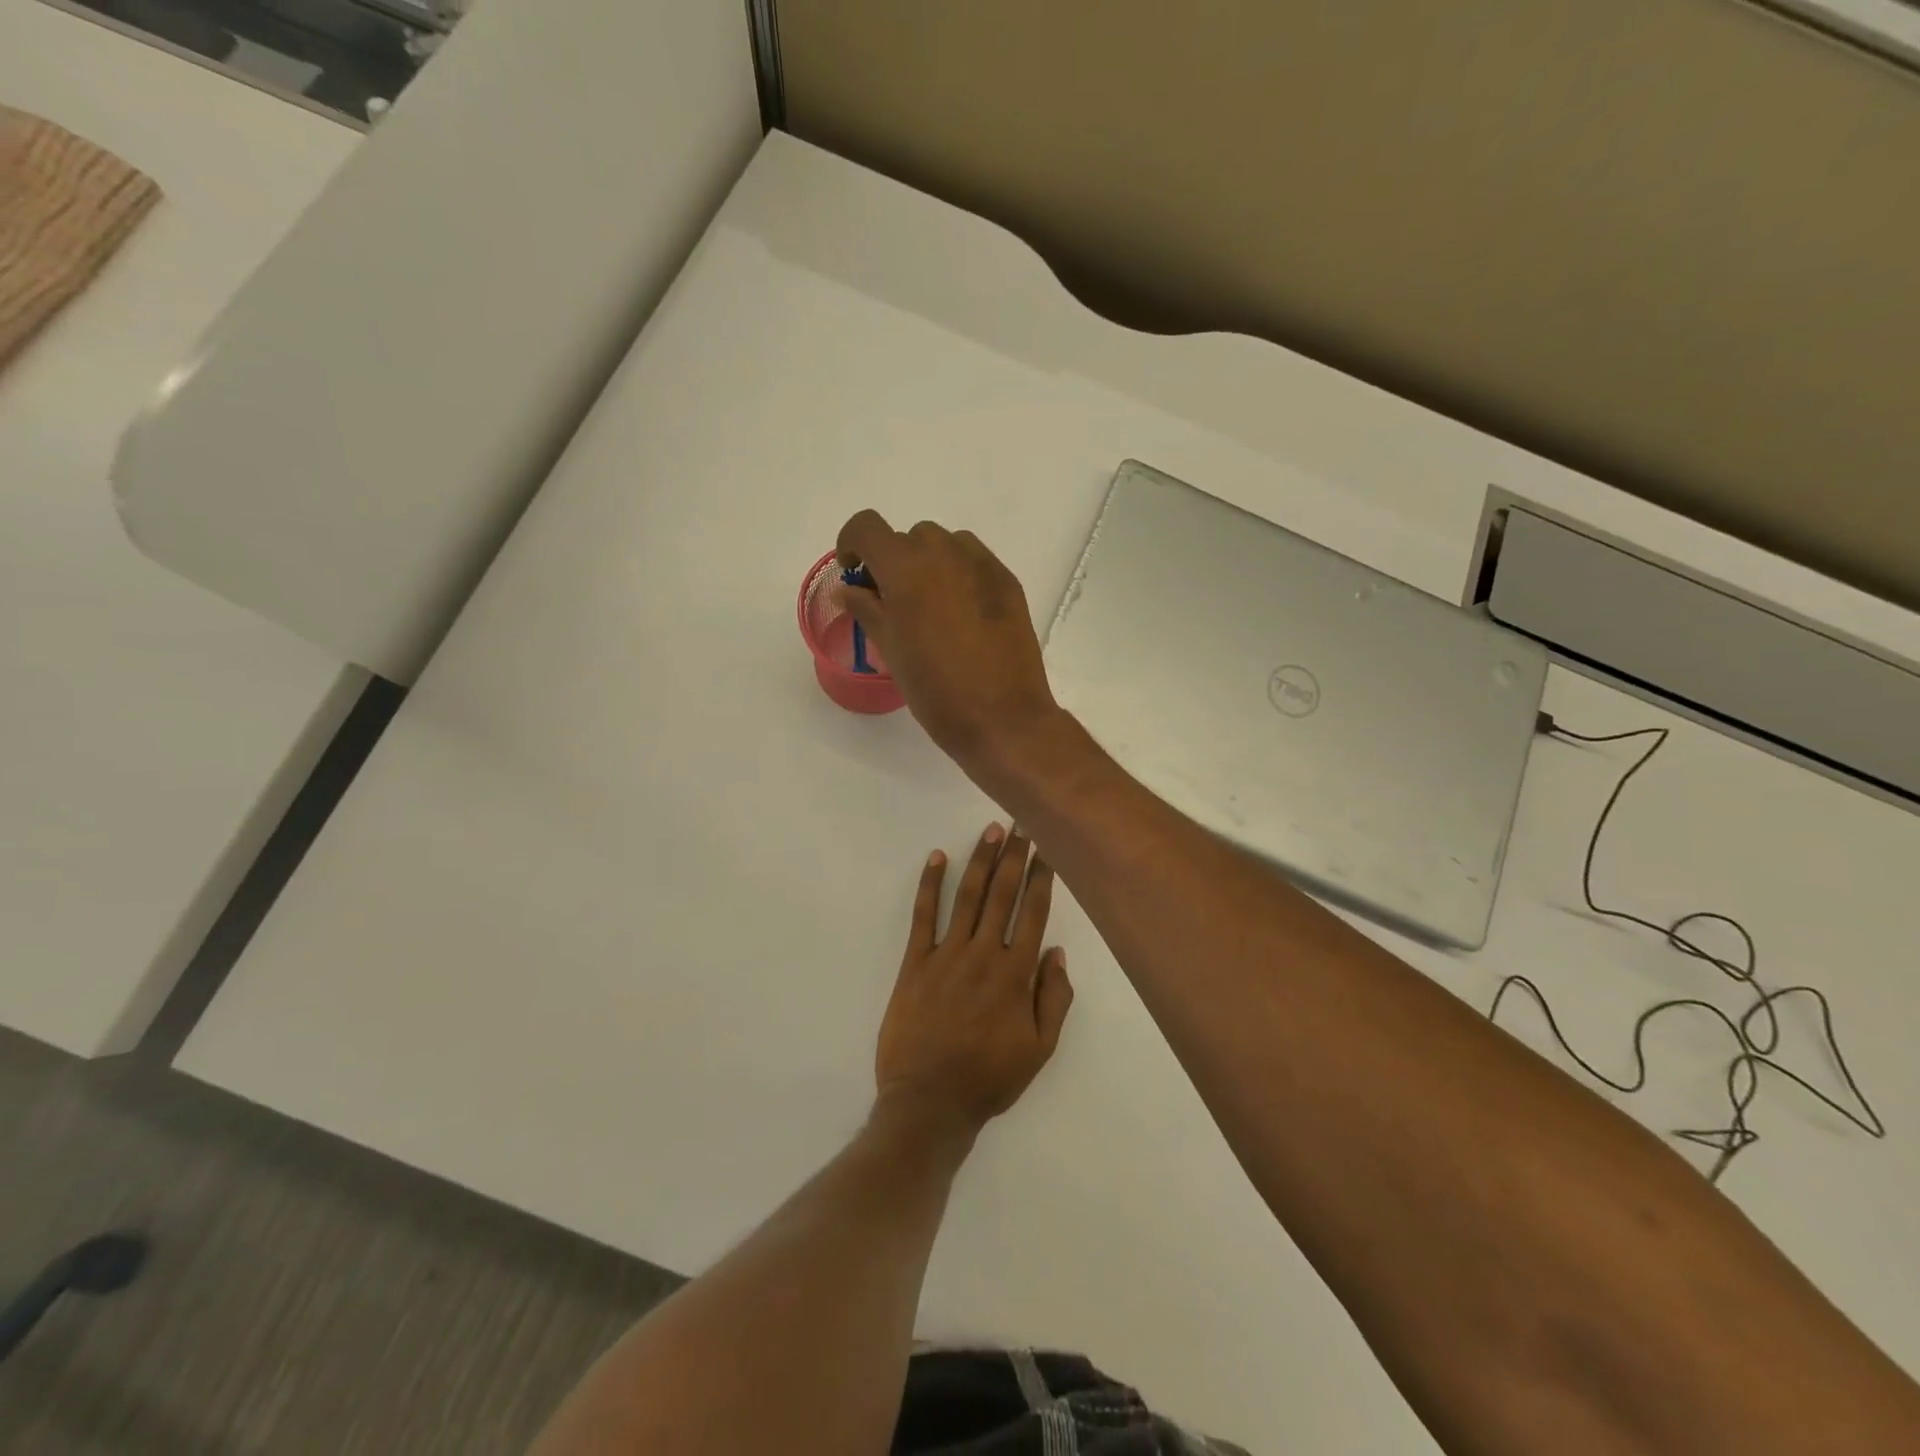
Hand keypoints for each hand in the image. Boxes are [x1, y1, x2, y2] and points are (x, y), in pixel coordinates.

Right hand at [836, 512, 1058, 771]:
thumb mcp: (890, 650)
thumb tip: (849, 590)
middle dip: (895, 562)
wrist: (1002, 717)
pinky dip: (960, 575)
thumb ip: (867, 610)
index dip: (852, 542)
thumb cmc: (935, 689)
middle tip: (895, 603)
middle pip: (909, 537)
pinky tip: (964, 615)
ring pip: (945, 544)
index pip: (867, 527)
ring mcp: (982, 564)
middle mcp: (943, 552)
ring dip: (930, 564)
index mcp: (905, 568)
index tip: (855, 573)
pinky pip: (975, 561)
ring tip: (933, 607)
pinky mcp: (1008, 582)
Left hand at [874, 824, 1073, 1139]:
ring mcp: (946, 954)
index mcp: (1015, 974)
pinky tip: (937, 857)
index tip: (1048, 849)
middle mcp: (983, 954)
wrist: (929, 1102)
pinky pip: (923, 915)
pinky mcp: (915, 962)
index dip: (1042, 878)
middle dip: (1015, 856)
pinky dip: (930, 884)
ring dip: (981, 860)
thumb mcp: (1039, 1050)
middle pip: (1003, 894)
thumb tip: (1056, 951)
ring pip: (968, 896)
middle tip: (1023, 823)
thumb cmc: (989, 1078)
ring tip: (991, 830)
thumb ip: (1053, 998)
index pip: (1033, 912)